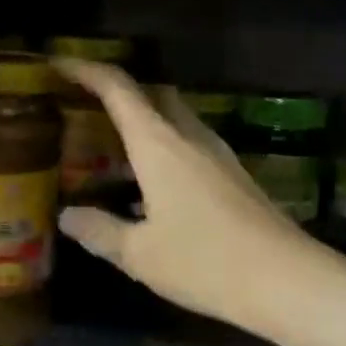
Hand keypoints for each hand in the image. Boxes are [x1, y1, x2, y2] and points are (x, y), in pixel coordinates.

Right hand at [53, 60, 334, 338]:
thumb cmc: (205, 262)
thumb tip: (67, 216)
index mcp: (159, 145)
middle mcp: (190, 137)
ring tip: (114, 148)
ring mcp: (218, 155)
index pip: (119, 89)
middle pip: (153, 94)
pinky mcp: (235, 175)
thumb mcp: (139, 253)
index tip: (58, 65)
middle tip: (87, 109)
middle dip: (119, 92)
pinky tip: (152, 186)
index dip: (86, 71)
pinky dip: (165, 148)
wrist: (286, 280)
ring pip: (176, 119)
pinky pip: (191, 145)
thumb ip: (100, 230)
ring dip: (145, 122)